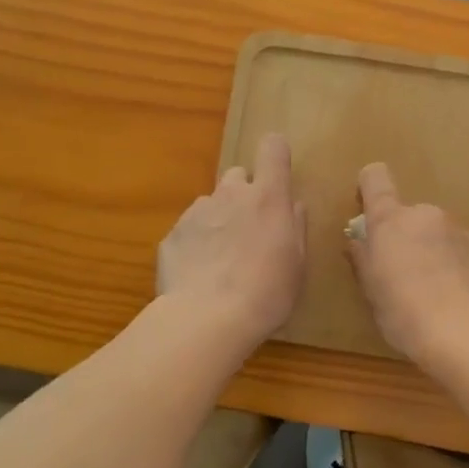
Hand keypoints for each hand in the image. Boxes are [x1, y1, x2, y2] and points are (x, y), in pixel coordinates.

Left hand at [158, 133, 306, 347]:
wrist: (206, 319)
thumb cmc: (267, 292)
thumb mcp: (297, 263)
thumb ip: (295, 226)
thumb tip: (293, 205)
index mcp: (267, 197)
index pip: (273, 148)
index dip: (276, 155)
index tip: (279, 173)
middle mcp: (230, 194)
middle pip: (238, 175)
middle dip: (246, 194)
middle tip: (252, 229)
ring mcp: (197, 212)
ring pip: (212, 203)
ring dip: (220, 219)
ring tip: (223, 258)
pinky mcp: (172, 235)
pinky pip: (190, 229)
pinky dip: (197, 242)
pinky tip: (201, 274)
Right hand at [345, 162, 468, 365]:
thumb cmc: (406, 313)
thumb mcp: (373, 292)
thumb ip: (364, 261)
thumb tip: (358, 242)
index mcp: (390, 221)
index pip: (376, 180)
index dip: (369, 187)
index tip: (366, 207)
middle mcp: (426, 215)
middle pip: (409, 216)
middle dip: (406, 238)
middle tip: (402, 275)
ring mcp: (459, 231)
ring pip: (438, 235)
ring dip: (433, 253)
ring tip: (433, 293)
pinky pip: (461, 253)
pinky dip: (456, 268)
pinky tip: (457, 300)